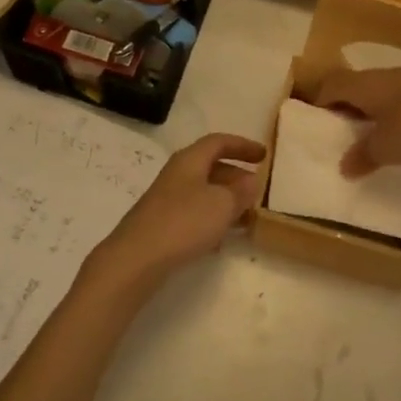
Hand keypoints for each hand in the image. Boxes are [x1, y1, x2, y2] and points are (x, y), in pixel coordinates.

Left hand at [85, 133, 267, 288]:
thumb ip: (240, 191)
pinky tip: (221, 240)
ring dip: (226, 200)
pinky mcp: (163, 224)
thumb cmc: (184, 222)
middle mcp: (177, 174)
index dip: (242, 146)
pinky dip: (212, 219)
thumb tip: (251, 180)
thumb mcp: (222, 204)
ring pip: (204, 192)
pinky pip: (194, 213)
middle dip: (236, 176)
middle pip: (211, 166)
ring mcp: (167, 199)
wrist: (136, 259)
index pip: (219, 142)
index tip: (264, 155)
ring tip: (247, 217)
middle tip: (257, 190)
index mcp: (190, 160)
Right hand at [315, 63, 400, 176]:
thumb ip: (364, 156)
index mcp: (362, 85)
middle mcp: (382, 76)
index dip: (320, 104)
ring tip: (379, 140)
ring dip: (377, 113)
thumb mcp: (387, 147)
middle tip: (347, 138)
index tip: (319, 127)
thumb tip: (344, 165)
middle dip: (349, 111)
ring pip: (383, 93)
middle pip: (355, 88)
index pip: (330, 87)